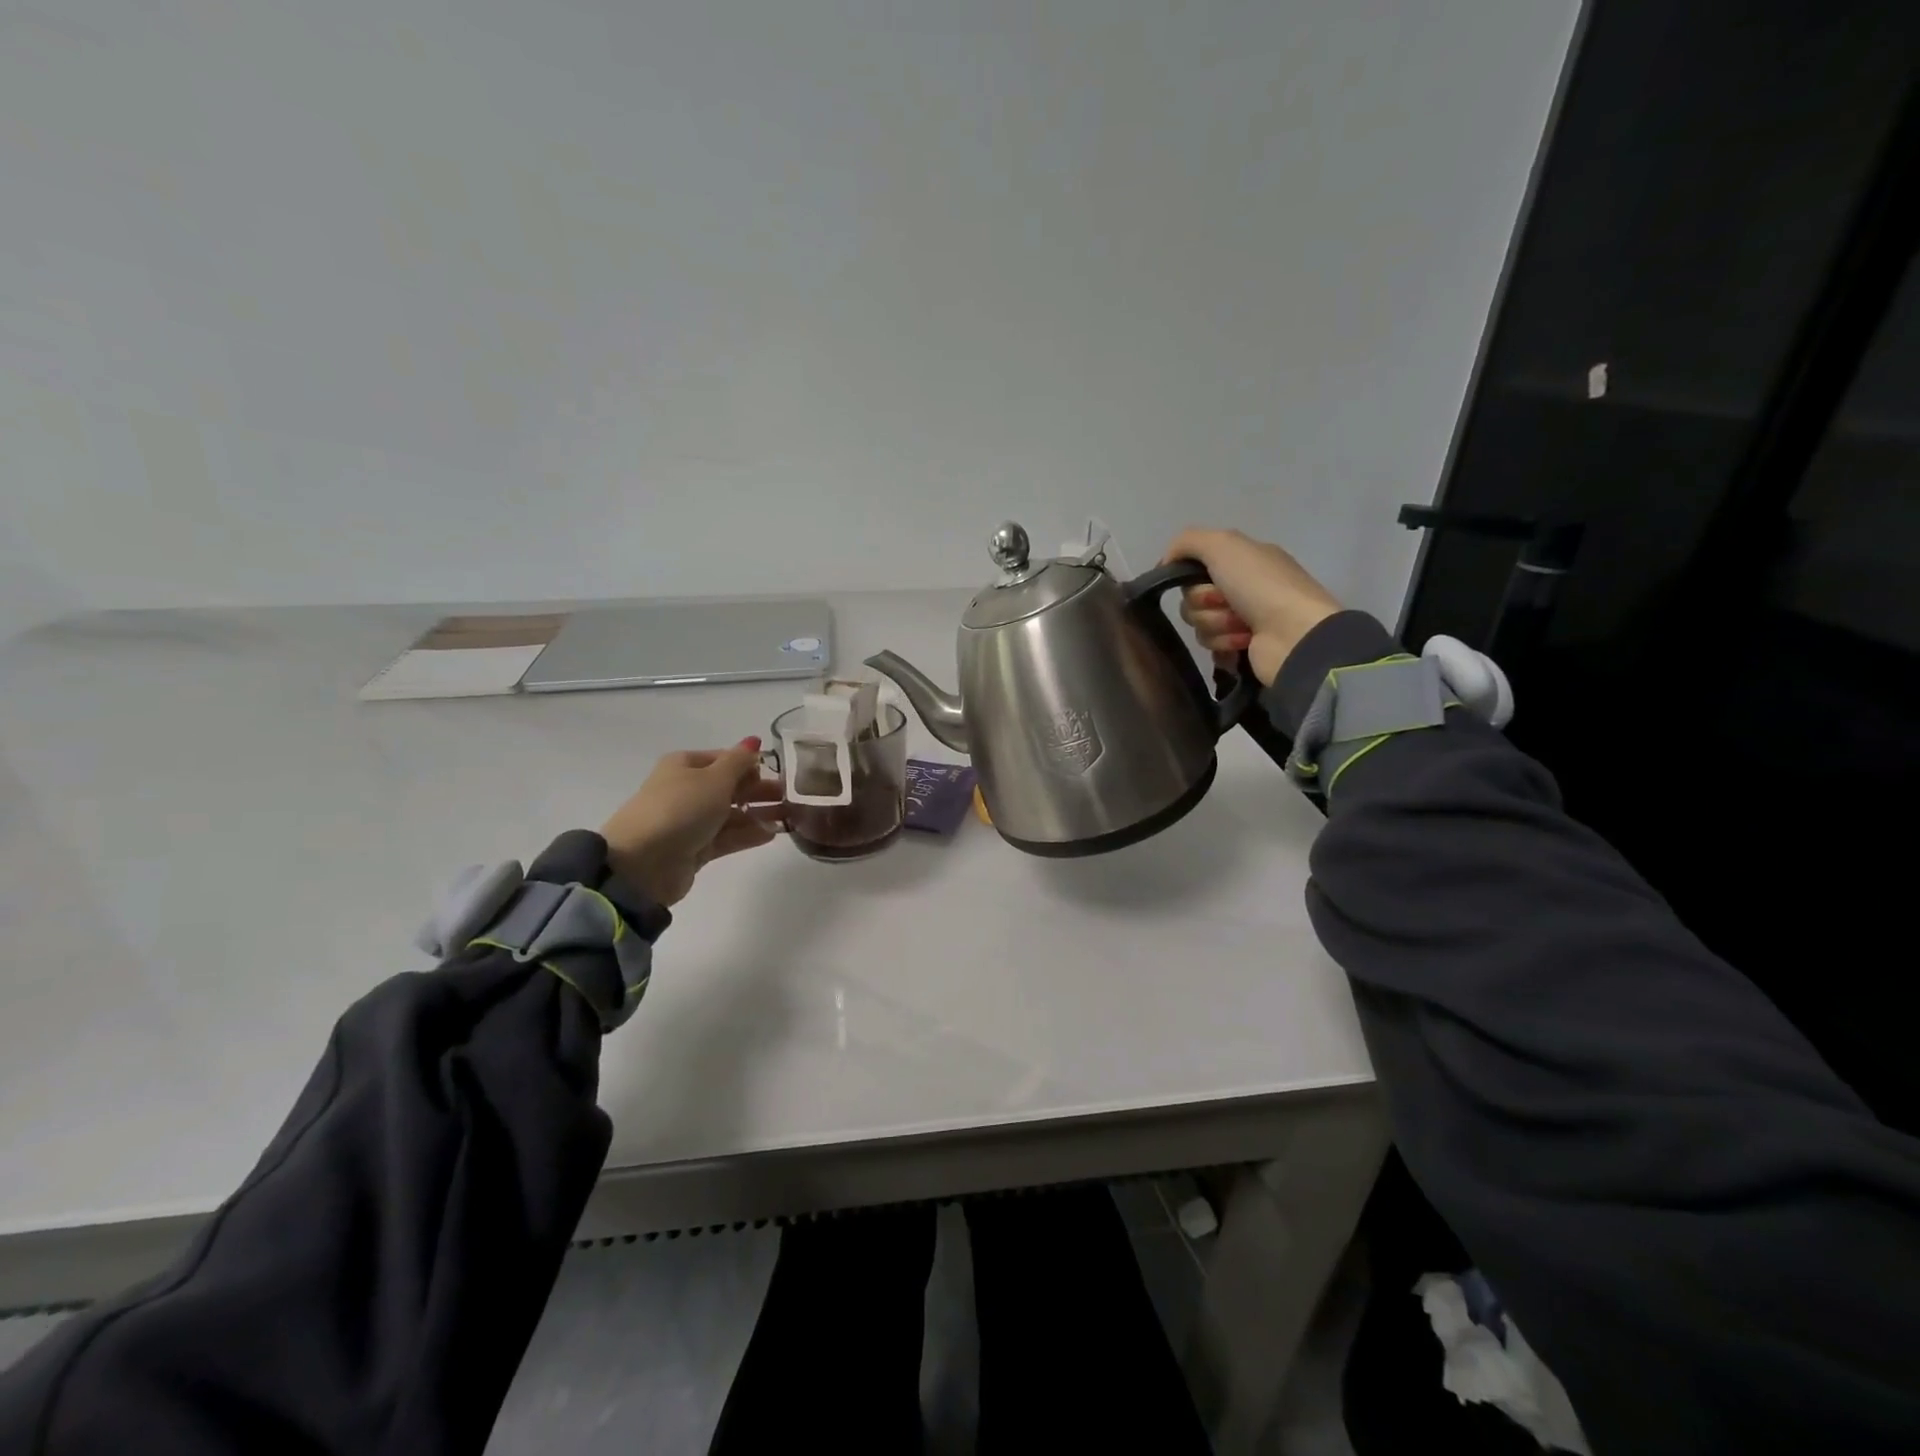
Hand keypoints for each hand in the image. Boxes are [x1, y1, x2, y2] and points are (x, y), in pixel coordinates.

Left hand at [601, 739, 784, 906]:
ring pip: (731, 814)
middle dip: (759, 790)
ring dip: (758, 814)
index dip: (750, 764)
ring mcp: (690, 821)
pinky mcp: (695, 849)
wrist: (643, 863)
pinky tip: (772, 834)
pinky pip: (727, 837)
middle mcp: (686, 790)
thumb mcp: (715, 778)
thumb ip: (740, 761)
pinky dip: (748, 834)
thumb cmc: (680, 809)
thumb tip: (754, 741)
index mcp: (685, 766)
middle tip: (791, 796)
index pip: (724, 759)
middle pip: (729, 787)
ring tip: (788, 817)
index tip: (778, 772)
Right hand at [1164, 527, 1342, 685]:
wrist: (1294, 634)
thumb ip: (1187, 542)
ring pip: (1200, 625)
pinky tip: (1241, 644)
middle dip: (1204, 605)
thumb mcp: (1223, 545)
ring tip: (1243, 628)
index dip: (1190, 577)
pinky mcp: (1243, 648)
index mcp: (1243, 560)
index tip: (1195, 581)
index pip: (1194, 567)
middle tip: (1226, 604)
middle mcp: (1244, 587)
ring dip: (1217, 626)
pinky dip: (1223, 646)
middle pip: (1192, 599)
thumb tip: (1164, 563)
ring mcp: (1245, 619)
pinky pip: (1212, 648)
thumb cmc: (1261, 585)